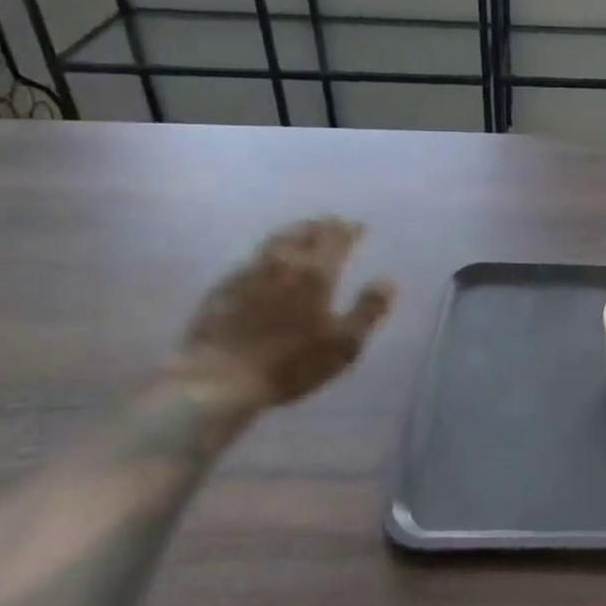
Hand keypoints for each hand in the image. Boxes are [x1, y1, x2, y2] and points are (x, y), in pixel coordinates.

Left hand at [178, 218, 394, 407]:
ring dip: (293, 234)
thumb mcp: (344, 344)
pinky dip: (268, 256)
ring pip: (274, 241)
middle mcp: (282, 263)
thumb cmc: (291, 363)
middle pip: (302, 232)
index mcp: (315, 272)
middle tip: (332, 225)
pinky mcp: (222, 289)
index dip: (349, 230)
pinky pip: (252, 260)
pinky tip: (266, 267)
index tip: (359, 227)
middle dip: (321, 226)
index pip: (335, 238)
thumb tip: (387, 281)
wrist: (218, 380)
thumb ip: (369, 310)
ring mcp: (247, 273)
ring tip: (302, 236)